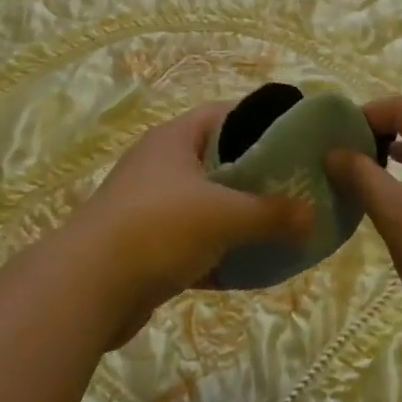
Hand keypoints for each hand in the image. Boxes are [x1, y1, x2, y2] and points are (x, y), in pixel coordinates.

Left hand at [63, 103, 313, 346]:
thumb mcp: (223, 215)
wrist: (87, 287)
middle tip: (297, 188)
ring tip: (282, 228)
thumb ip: (271, 214)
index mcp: (175, 138)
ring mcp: (151, 205)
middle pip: (219, 160)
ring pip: (207, 203)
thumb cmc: (158, 228)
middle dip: (257, 175)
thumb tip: (313, 217)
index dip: (261, 122)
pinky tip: (250, 269)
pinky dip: (220, 252)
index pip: (225, 114)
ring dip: (240, 217)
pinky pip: (194, 241)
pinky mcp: (146, 244)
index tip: (297, 139)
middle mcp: (161, 164)